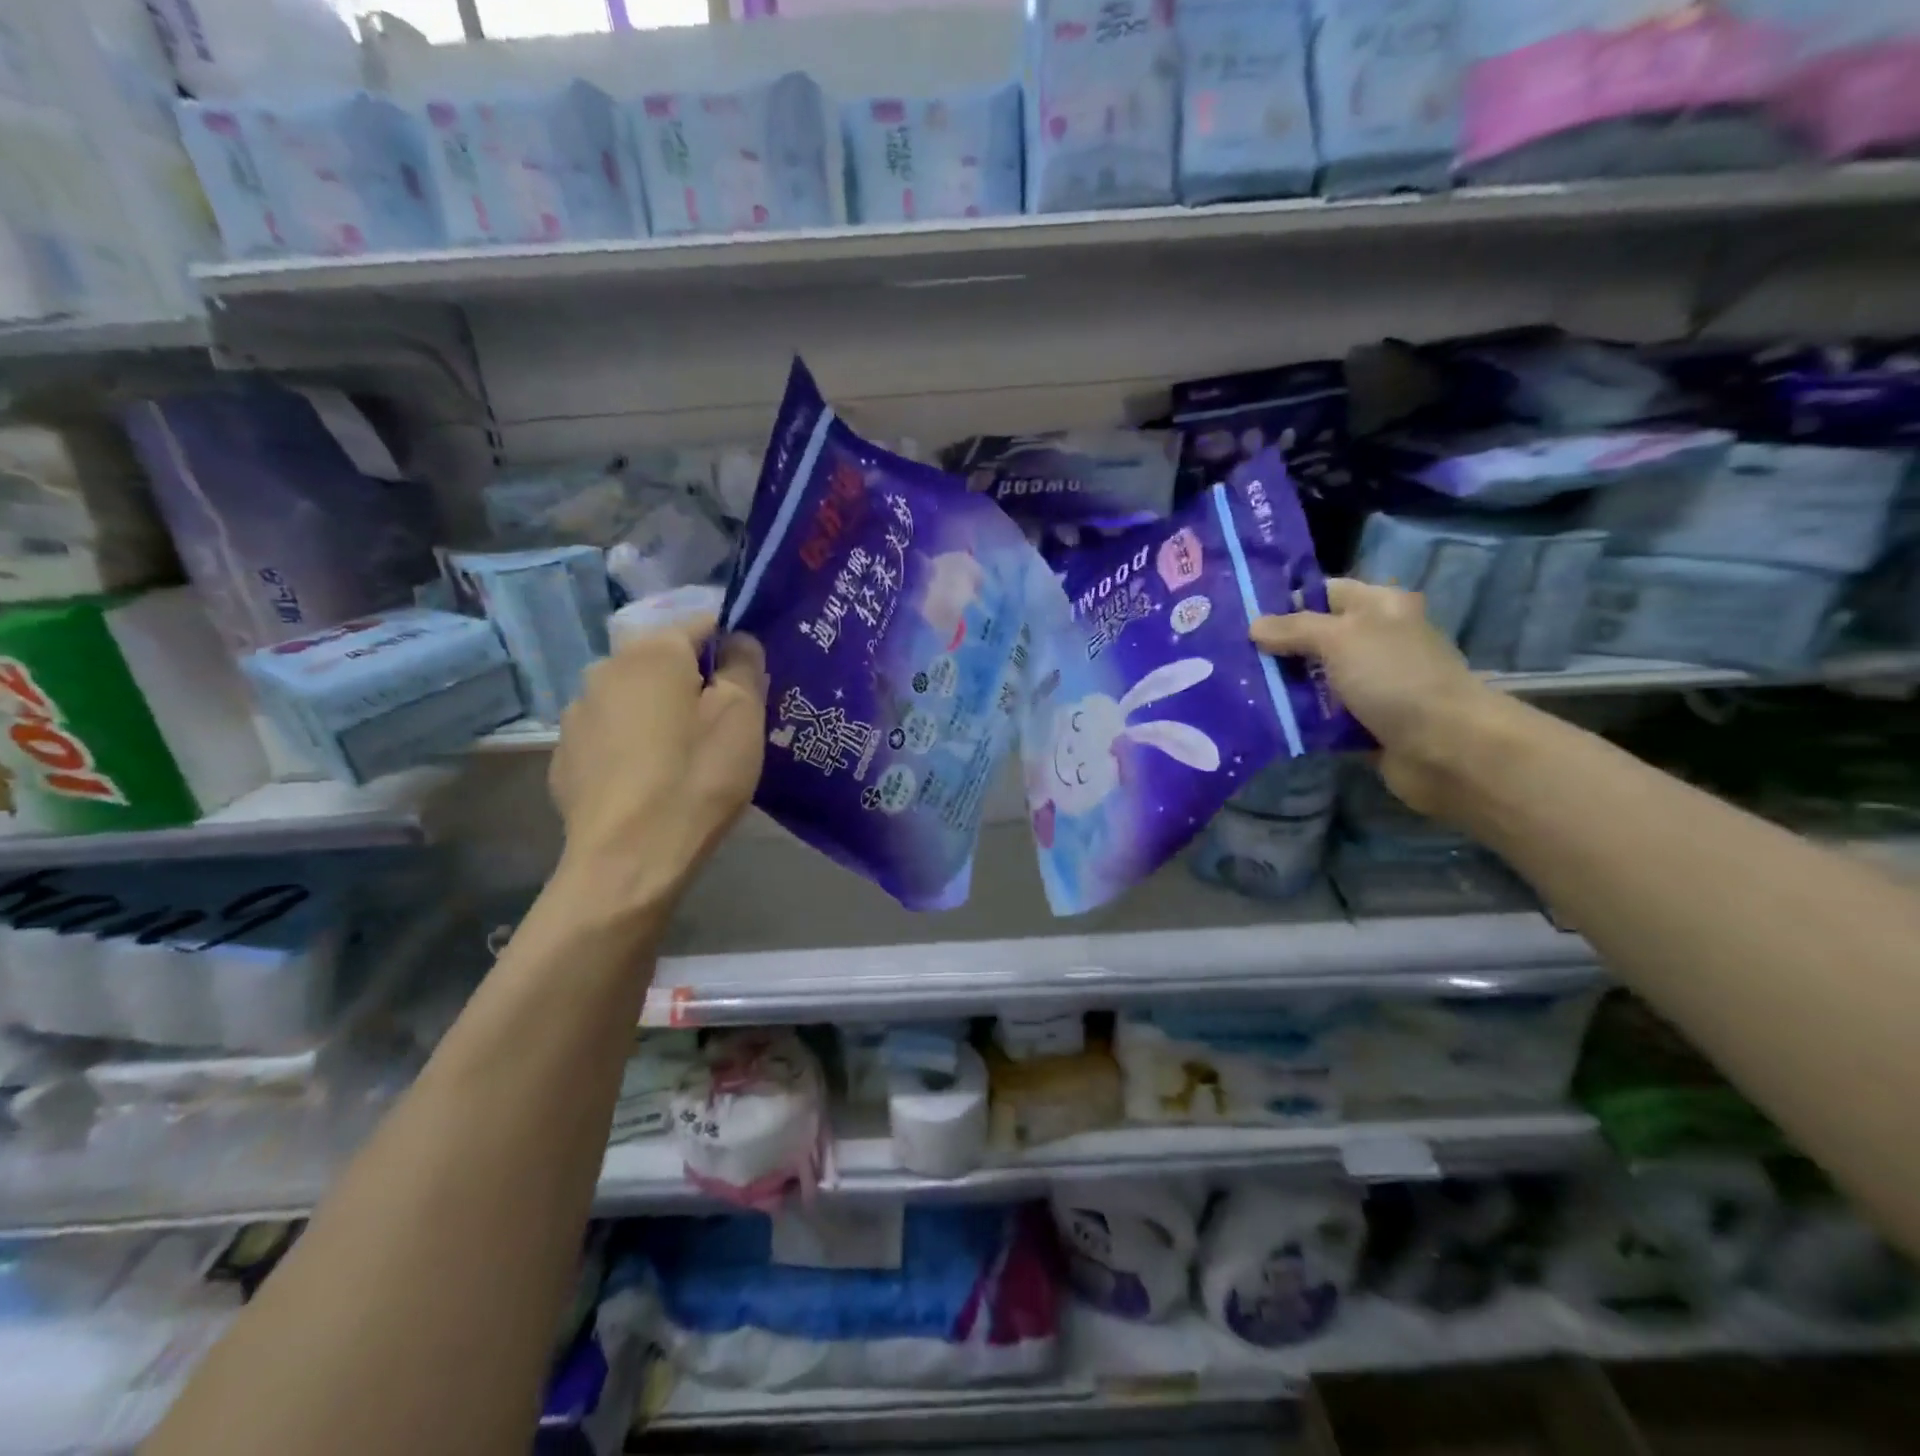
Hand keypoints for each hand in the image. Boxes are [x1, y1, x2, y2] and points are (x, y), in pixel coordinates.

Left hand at [549, 616, 767, 915]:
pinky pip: (612, 735)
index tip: (752, 686)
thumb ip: (745, 665)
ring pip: (636, 698)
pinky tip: (650, 782)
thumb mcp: (742, 716)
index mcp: (651, 651)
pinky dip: (634, 745)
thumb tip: (739, 640)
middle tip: (724, 726)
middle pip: (665, 662)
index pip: (702, 624)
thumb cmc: (696, 778)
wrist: (628, 860)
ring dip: (662, 713)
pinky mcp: (564, 757)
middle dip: (696, 683)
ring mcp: (576, 714)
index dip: (734, 648)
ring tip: (685, 758)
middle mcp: (604, 669)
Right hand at [1250, 579, 1506, 818]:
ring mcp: (1371, 684)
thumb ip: (1294, 628)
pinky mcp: (1364, 722)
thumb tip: (1254, 626)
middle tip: (1229, 656)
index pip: (1324, 592)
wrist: (1446, 747)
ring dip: (1283, 687)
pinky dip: (1298, 719)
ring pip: (1314, 680)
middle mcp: (1375, 641)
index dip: (1285, 600)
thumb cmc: (1394, 678)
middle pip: (1315, 638)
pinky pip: (1321, 716)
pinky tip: (1264, 720)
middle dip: (1276, 648)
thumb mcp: (1339, 639)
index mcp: (1379, 607)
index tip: (1240, 615)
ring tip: (1237, 690)